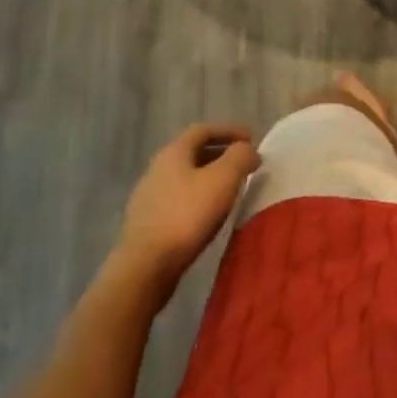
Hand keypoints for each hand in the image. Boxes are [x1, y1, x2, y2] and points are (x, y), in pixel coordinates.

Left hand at [110, 124, 260, 305]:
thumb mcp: (223, 179)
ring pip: (186, 177)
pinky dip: (199, 198)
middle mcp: (157, 168)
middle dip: (221, 154)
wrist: (144, 268)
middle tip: (244, 165)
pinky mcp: (148, 223)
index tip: (252, 140)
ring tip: (231, 190)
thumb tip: (248, 150)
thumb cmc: (187, 215)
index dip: (230, 130)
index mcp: (174, 152)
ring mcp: (149, 197)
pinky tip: (210, 215)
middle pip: (193, 152)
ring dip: (210, 178)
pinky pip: (179, 199)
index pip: (204, 129)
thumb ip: (240, 157)